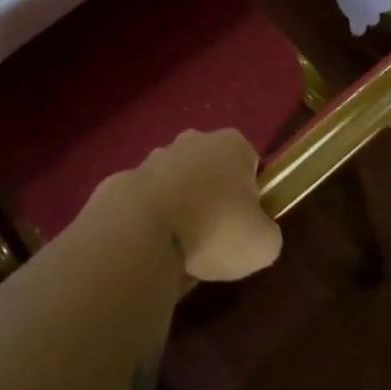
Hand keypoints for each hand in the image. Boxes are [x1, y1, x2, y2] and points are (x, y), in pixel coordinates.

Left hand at [96, 128, 281, 281]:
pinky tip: (154, 248)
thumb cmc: (214, 228)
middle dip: (213, 196)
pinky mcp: (124, 180)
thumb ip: (266, 232)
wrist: (141, 229)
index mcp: (232, 145)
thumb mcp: (264, 244)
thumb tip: (255, 232)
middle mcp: (193, 140)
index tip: (245, 222)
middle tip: (215, 236)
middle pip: (210, 168)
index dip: (251, 194)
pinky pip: (147, 202)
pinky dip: (152, 221)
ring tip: (182, 249)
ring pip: (177, 183)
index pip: (249, 162)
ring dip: (180, 208)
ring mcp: (154, 158)